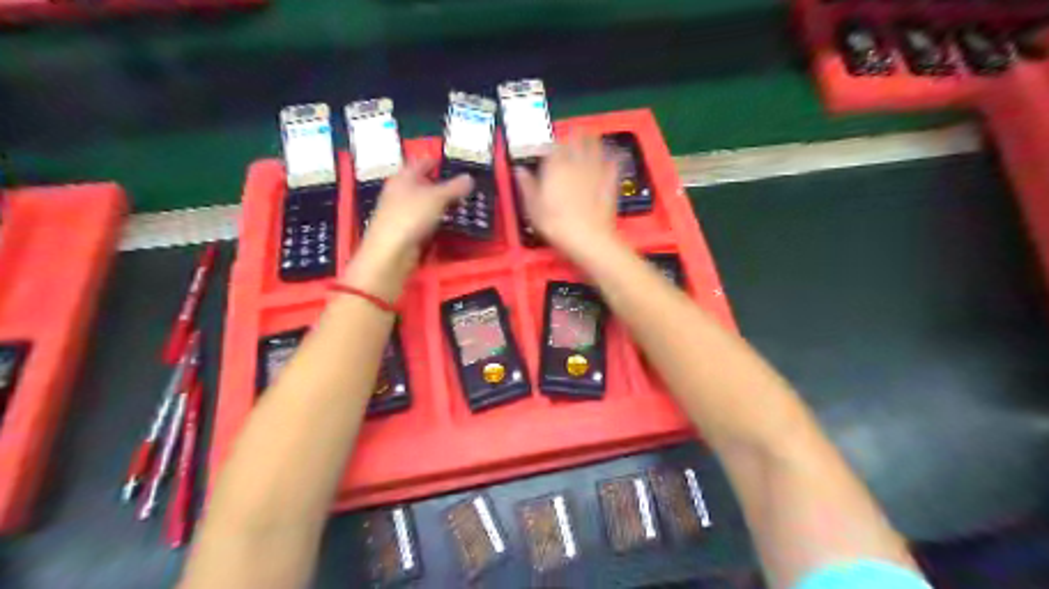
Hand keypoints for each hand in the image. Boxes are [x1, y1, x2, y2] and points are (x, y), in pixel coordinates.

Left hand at [342, 157, 473, 298]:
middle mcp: (400, 192)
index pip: (420, 163)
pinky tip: (448, 222)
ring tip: (461, 203)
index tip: (449, 161)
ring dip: (440, 203)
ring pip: (424, 203)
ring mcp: (401, 212)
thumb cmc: (410, 216)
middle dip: (440, 183)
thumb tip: (470, 177)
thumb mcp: (437, 198)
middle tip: (463, 185)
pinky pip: (425, 220)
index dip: (434, 160)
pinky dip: (436, 219)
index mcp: (403, 178)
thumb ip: (455, 187)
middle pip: (422, 183)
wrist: (390, 252)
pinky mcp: (405, 231)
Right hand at [516, 139, 620, 256]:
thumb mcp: (533, 207)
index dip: (551, 143)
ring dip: (593, 140)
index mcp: (555, 167)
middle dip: (575, 135)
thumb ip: (527, 185)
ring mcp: (595, 171)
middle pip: (577, 142)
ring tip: (592, 136)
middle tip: (574, 132)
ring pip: (595, 148)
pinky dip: (611, 157)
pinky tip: (612, 155)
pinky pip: (612, 164)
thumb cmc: (555, 224)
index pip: (553, 146)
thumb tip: (519, 170)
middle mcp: (576, 164)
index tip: (549, 145)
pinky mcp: (610, 182)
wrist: (587, 238)